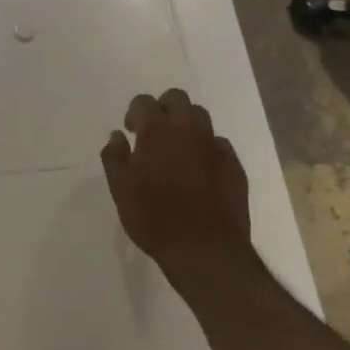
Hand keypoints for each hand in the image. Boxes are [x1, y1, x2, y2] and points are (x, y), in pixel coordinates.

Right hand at [101, 89, 253, 279]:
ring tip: (178, 150)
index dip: (135, 113)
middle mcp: (188, 129)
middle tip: (155, 133)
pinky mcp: (235, 166)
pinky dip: (207, 149)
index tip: (131, 132)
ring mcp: (215, 146)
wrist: (205, 250)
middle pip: (177, 99)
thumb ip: (114, 157)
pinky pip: (219, 144)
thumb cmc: (154, 217)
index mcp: (157, 130)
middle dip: (164, 108)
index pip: (144, 102)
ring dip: (187, 125)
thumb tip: (117, 136)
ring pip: (201, 117)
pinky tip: (200, 171)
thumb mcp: (120, 189)